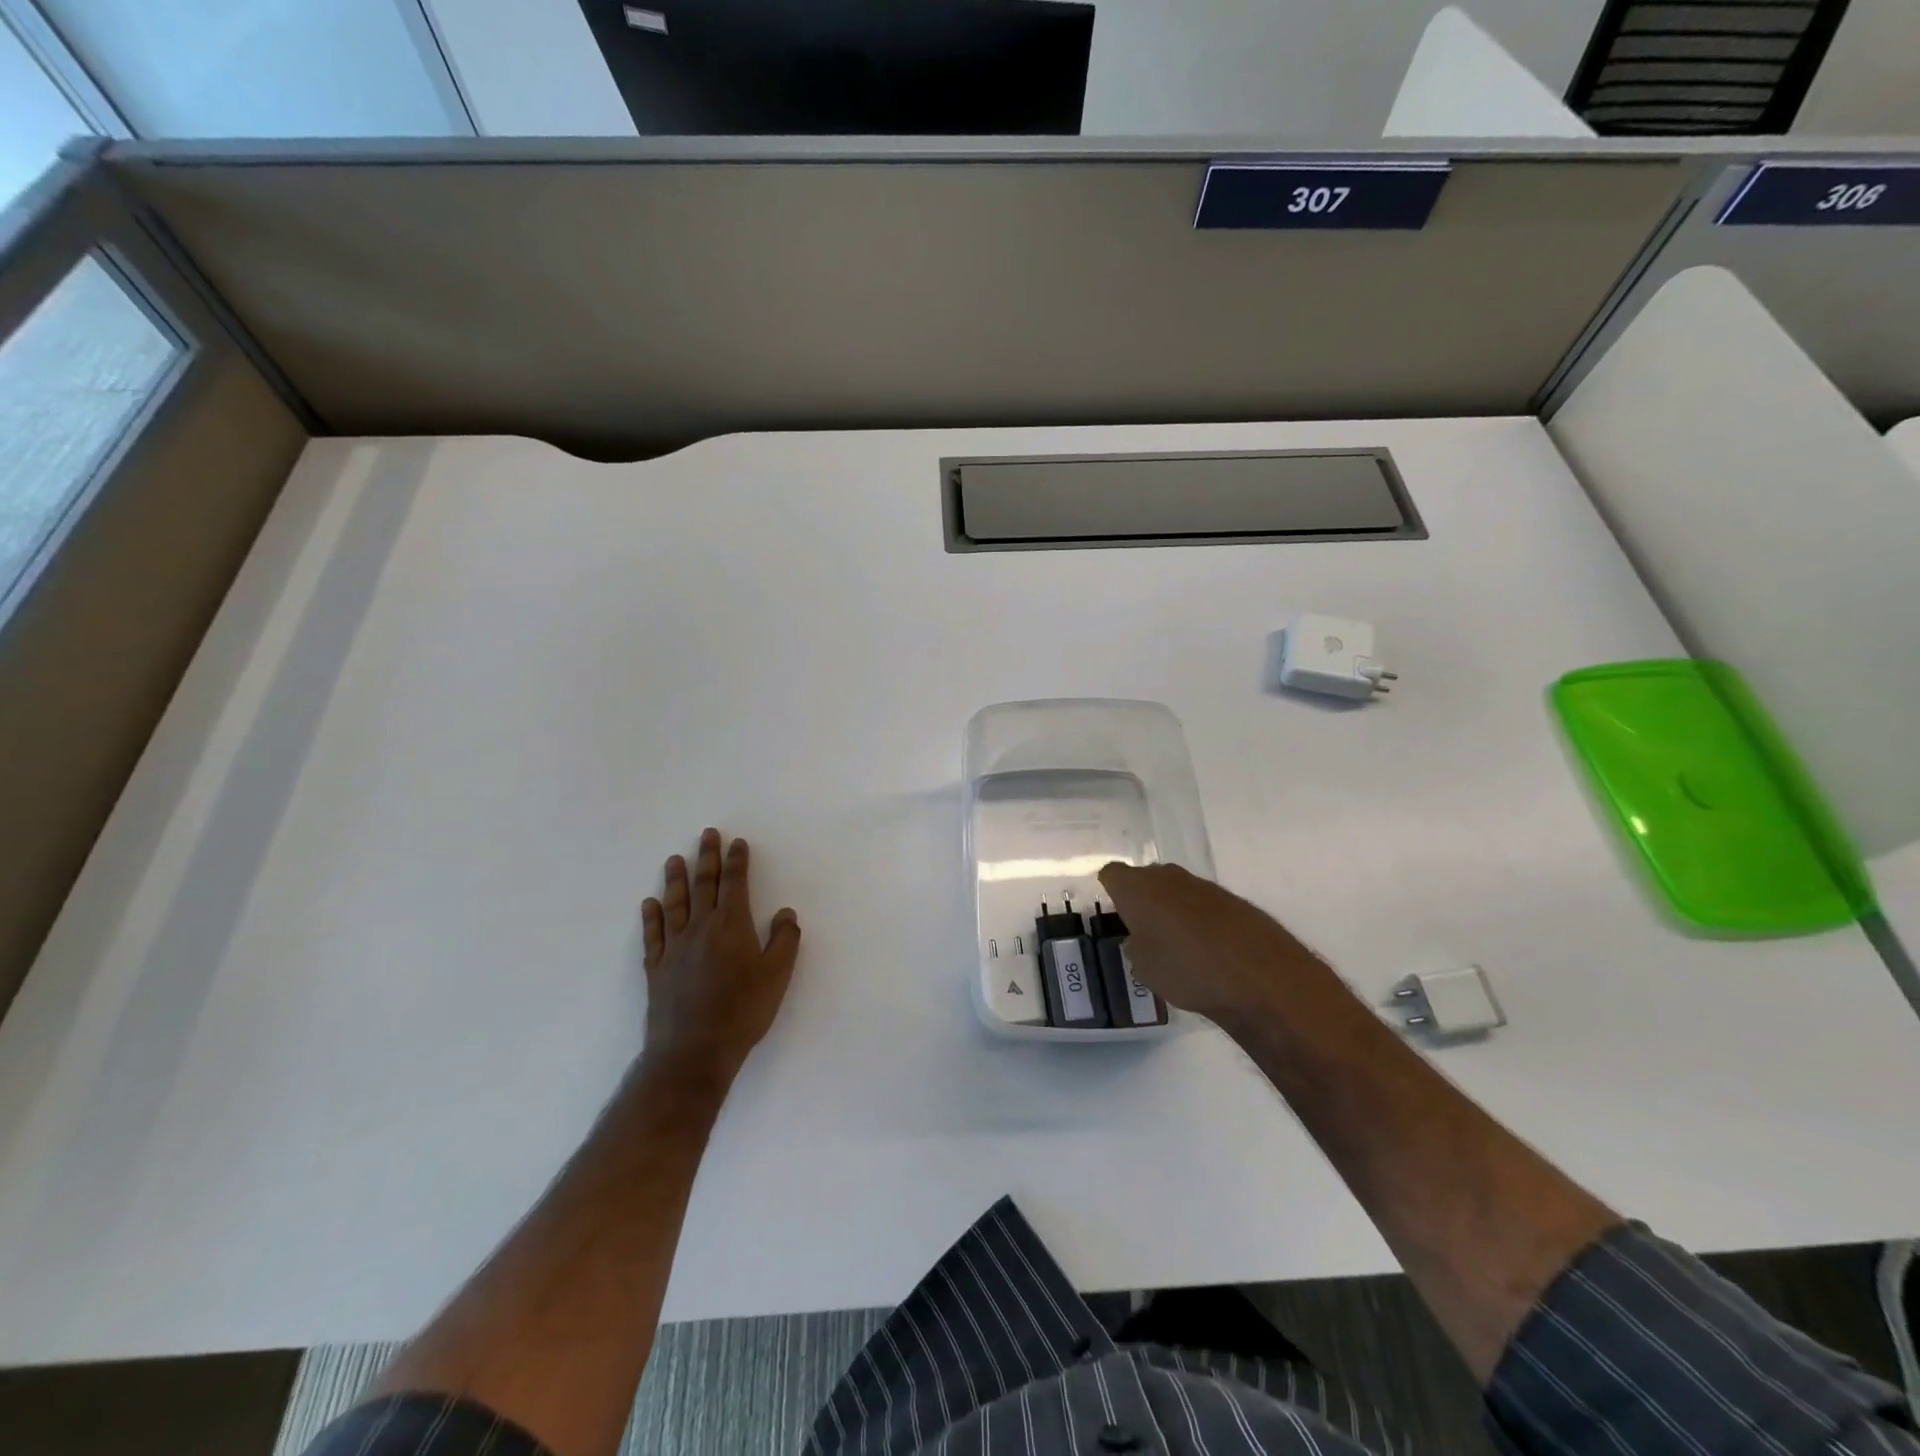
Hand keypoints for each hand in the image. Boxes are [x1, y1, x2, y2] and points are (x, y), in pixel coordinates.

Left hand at [640, 829, 800, 1084]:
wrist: (693, 1051)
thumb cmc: (742, 1011)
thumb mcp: (777, 976)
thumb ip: (784, 940)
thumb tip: (786, 912)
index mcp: (732, 925)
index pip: (735, 883)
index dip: (737, 861)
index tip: (737, 842)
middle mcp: (701, 928)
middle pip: (704, 885)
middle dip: (707, 858)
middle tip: (706, 835)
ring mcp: (675, 947)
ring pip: (676, 904)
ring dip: (676, 880)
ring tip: (674, 859)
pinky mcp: (657, 969)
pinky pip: (654, 935)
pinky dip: (652, 917)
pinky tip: (650, 904)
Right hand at [1096, 861, 1325, 1029]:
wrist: (1258, 975)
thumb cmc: (1185, 969)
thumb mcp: (1144, 968)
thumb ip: (1136, 947)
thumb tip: (1140, 939)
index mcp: (1137, 888)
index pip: (1111, 874)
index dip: (1111, 891)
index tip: (1114, 913)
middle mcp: (1167, 877)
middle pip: (1145, 878)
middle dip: (1142, 899)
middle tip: (1142, 929)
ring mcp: (1202, 885)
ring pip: (1176, 889)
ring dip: (1172, 908)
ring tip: (1176, 943)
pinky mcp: (1231, 899)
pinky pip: (1203, 903)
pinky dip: (1199, 919)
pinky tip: (1207, 948)